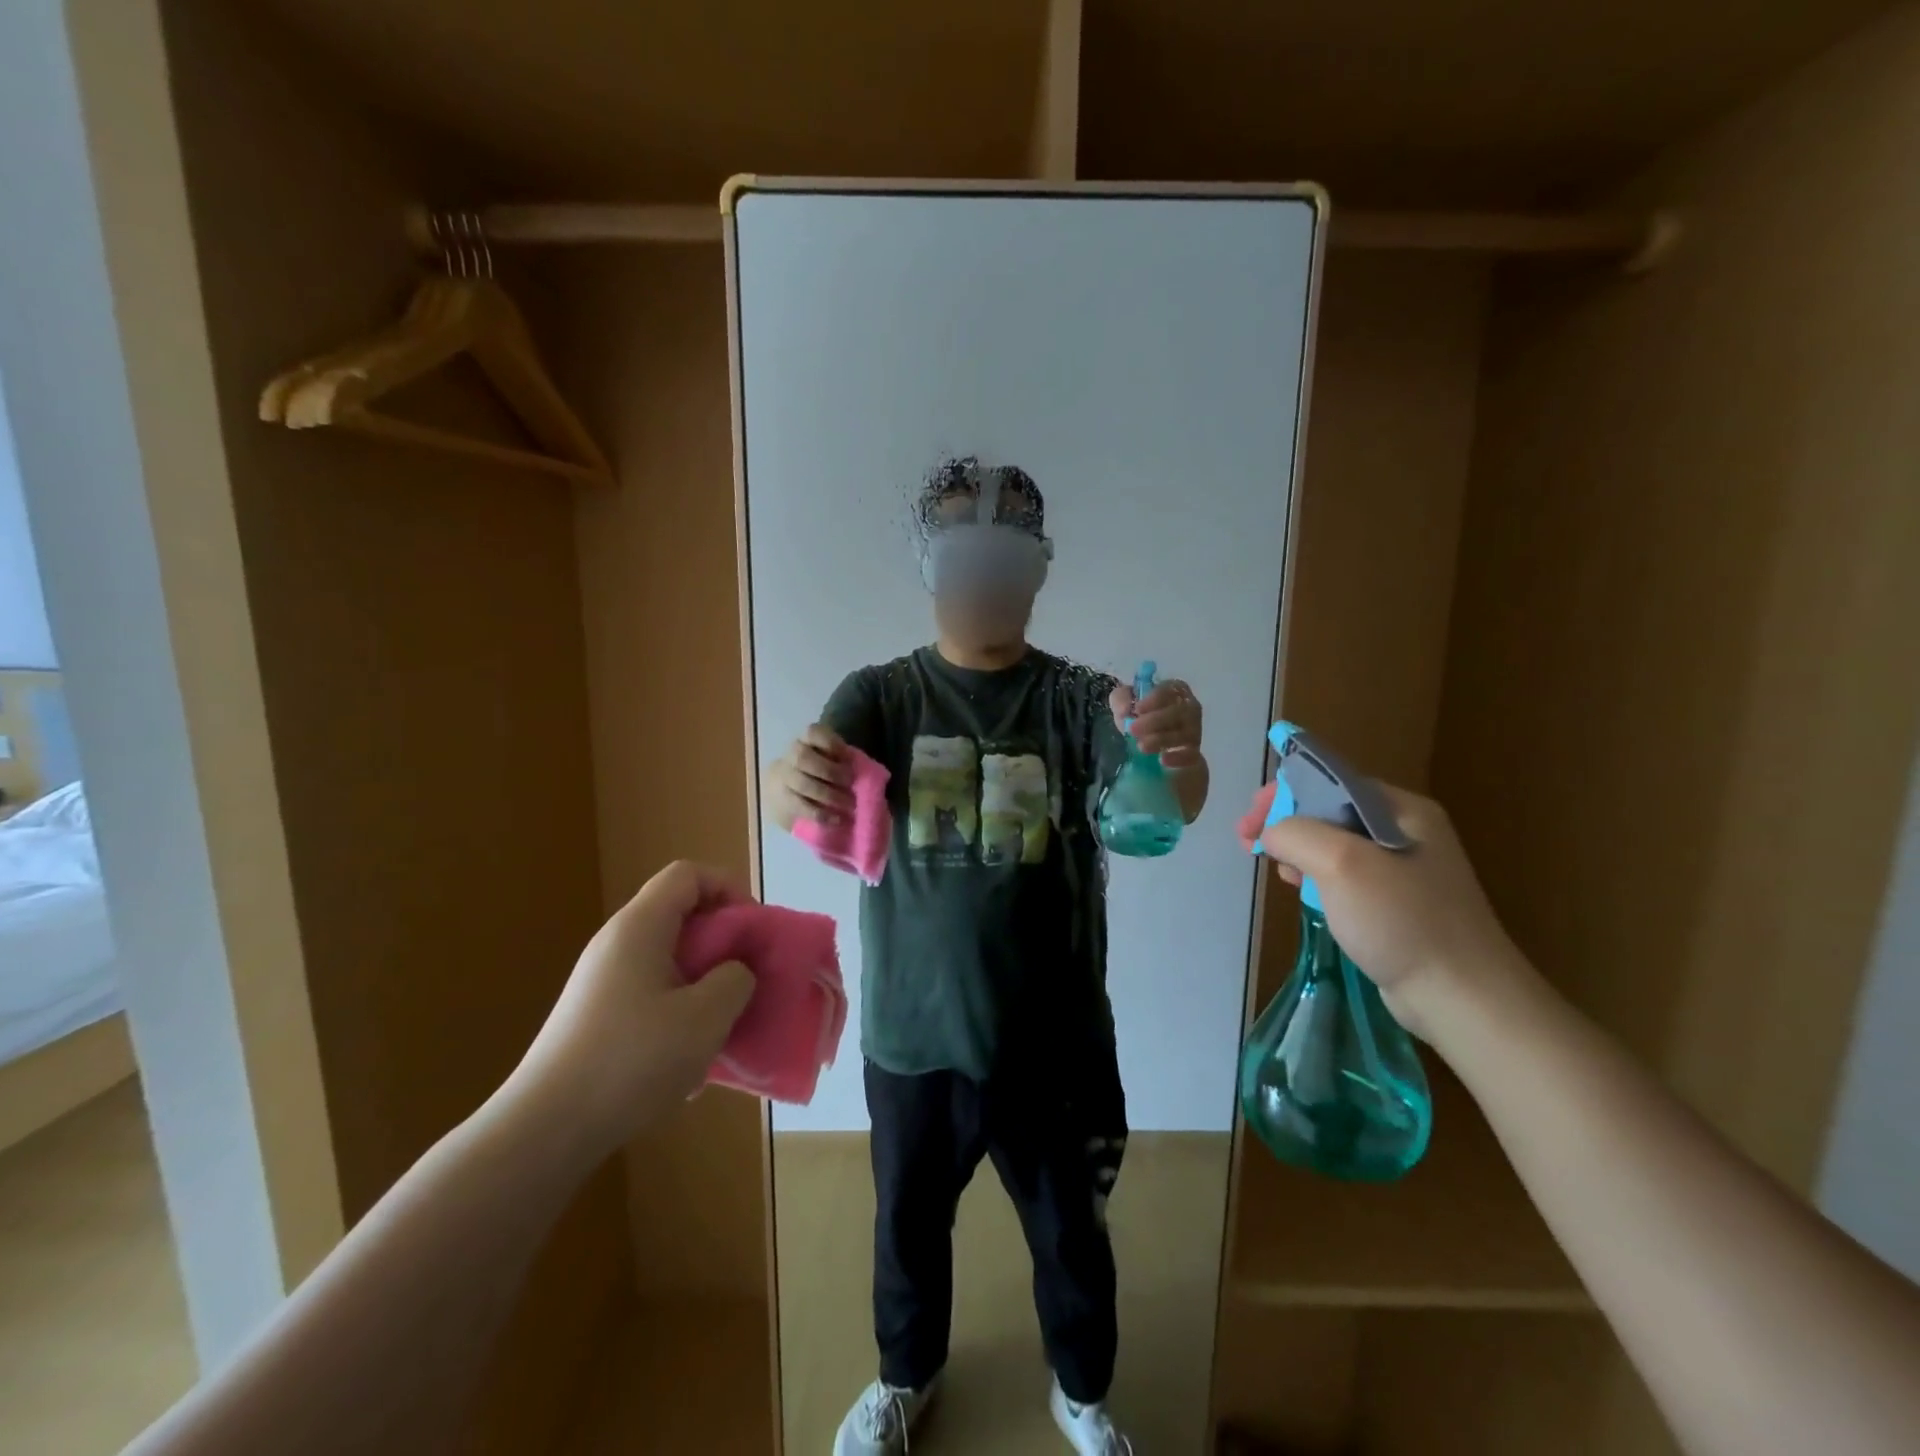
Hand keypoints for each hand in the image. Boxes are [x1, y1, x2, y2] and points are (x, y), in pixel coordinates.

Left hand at [513, 861, 754, 1153]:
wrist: (544, 1132)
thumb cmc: (631, 1061)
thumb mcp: (706, 1017)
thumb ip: (736, 979)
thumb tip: (735, 972)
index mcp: (640, 927)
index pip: (689, 874)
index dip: (728, 888)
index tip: (752, 929)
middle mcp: (616, 943)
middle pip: (680, 915)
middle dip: (722, 942)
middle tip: (746, 978)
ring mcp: (602, 981)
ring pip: (669, 959)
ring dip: (703, 982)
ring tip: (720, 1024)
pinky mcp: (595, 1016)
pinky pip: (651, 993)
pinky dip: (678, 1011)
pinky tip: (686, 1060)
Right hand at [768, 724, 852, 826]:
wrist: (788, 791)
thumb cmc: (821, 774)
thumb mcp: (833, 761)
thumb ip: (843, 762)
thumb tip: (864, 772)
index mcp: (806, 741)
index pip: (813, 732)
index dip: (830, 742)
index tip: (847, 756)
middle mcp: (790, 755)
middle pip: (803, 757)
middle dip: (829, 770)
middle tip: (849, 783)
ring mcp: (782, 777)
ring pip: (801, 783)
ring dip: (828, 795)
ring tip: (849, 804)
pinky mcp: (780, 800)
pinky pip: (798, 806)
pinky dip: (820, 813)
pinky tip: (836, 819)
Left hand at [1111, 679, 1203, 768]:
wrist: (1149, 752)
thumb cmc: (1139, 720)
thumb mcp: (1124, 704)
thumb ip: (1121, 699)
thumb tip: (1125, 710)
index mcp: (1175, 692)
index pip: (1173, 688)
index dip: (1156, 697)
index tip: (1138, 709)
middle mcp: (1190, 710)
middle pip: (1182, 711)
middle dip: (1156, 720)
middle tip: (1133, 729)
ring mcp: (1194, 733)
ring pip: (1187, 733)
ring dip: (1163, 739)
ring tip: (1141, 746)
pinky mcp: (1193, 755)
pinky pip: (1193, 755)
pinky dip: (1179, 757)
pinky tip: (1163, 760)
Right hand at [1256, 785, 1533, 1042]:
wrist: (1461, 998)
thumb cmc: (1401, 920)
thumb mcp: (1341, 863)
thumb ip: (1296, 833)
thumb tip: (1271, 834)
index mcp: (1402, 810)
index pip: (1331, 782)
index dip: (1284, 794)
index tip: (1250, 821)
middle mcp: (1406, 832)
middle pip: (1330, 811)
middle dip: (1285, 822)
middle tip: (1249, 844)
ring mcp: (1405, 870)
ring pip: (1334, 845)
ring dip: (1297, 850)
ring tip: (1273, 868)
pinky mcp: (1398, 904)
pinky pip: (1346, 876)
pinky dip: (1316, 877)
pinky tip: (1301, 892)